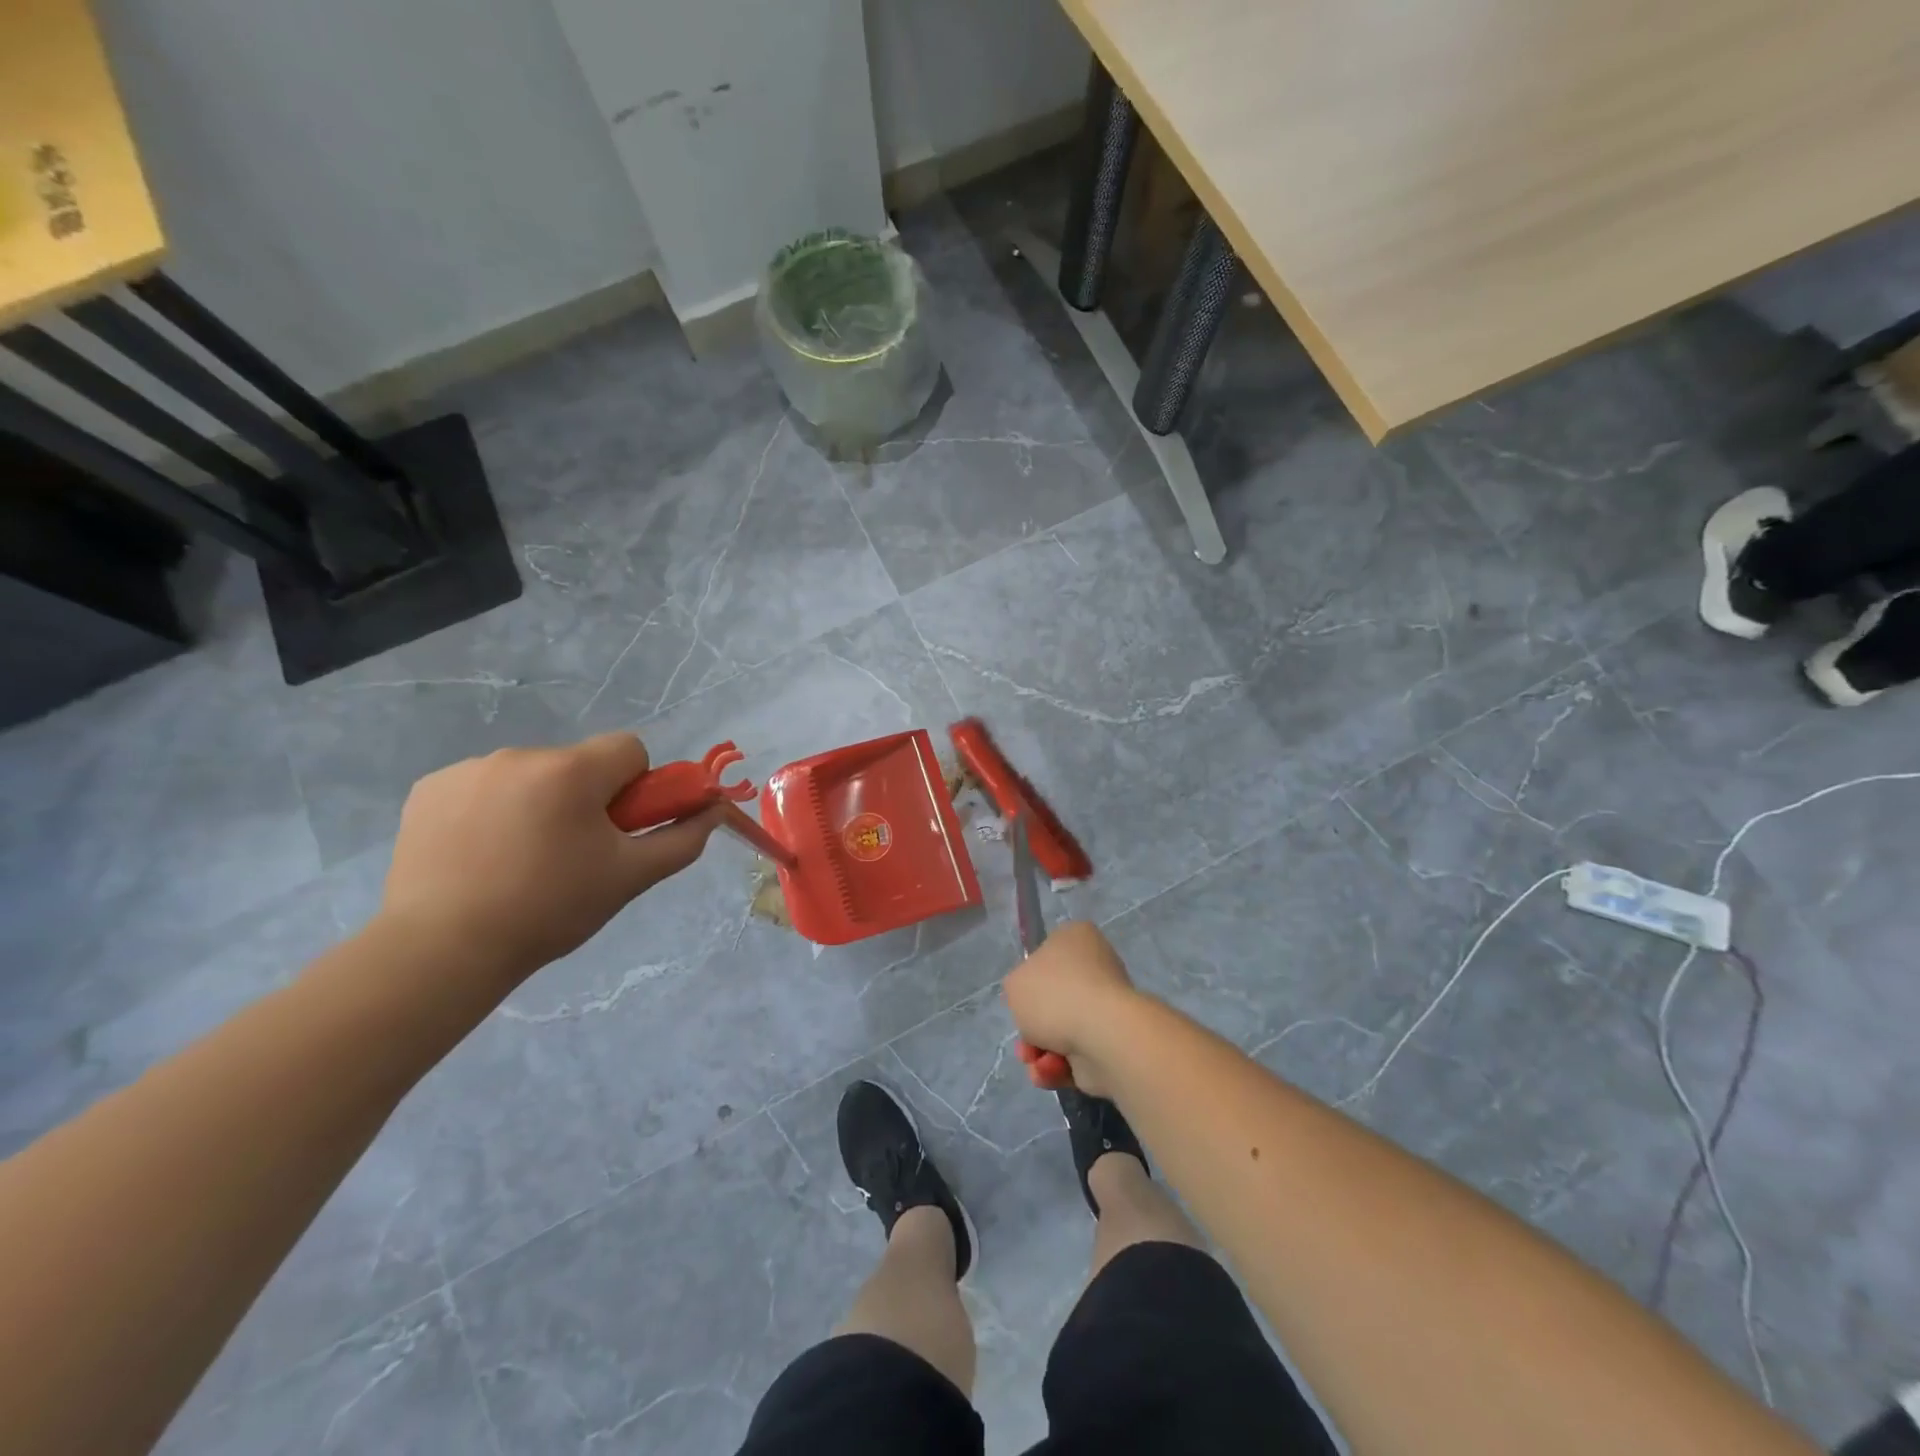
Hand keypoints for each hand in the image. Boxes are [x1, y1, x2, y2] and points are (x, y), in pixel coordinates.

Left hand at [379, 733, 719, 984]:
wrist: (441, 949)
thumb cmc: (550, 909)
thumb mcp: (630, 877)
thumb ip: (682, 839)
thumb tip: (715, 811)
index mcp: (572, 771)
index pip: (629, 749)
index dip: (635, 786)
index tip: (618, 828)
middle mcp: (520, 755)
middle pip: (579, 764)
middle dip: (585, 798)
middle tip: (572, 854)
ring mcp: (468, 769)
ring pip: (531, 775)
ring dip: (538, 803)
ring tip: (519, 860)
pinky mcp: (428, 789)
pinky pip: (483, 786)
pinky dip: (491, 810)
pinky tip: (478, 854)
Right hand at [1003, 920, 1140, 1096]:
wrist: (1101, 1036)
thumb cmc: (1055, 995)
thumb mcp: (1014, 983)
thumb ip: (1017, 989)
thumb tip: (1033, 1003)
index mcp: (1076, 939)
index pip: (1048, 952)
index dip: (1029, 977)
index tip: (1021, 995)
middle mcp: (1095, 968)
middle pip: (1051, 999)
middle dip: (1032, 1026)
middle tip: (1025, 1039)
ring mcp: (1105, 1008)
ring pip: (1060, 1032)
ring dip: (1040, 1051)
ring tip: (1035, 1060)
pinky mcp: (1110, 1043)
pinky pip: (1074, 1055)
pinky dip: (1057, 1067)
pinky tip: (1050, 1071)